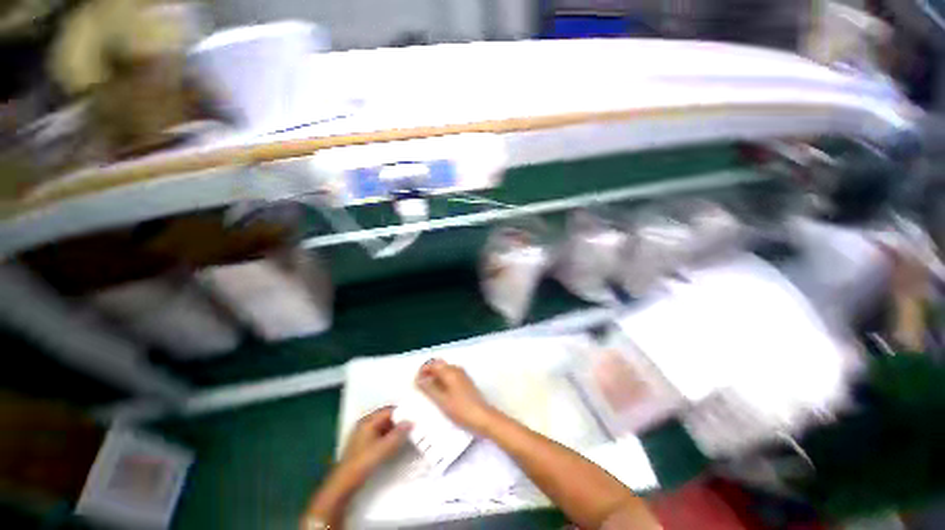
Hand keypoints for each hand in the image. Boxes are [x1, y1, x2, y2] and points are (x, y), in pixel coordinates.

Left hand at [338, 406, 411, 478]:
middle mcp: (365, 424)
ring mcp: (364, 435)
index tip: (415, 416)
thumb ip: (398, 434)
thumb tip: (411, 422)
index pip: (389, 410)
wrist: (344, 485)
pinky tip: (397, 443)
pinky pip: (381, 435)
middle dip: (399, 421)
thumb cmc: (363, 463)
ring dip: (395, 430)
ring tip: (409, 434)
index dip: (402, 412)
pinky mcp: (364, 445)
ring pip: (384, 427)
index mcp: (368, 421)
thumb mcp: (383, 448)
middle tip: (414, 424)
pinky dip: (390, 437)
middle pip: (386, 417)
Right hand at [416, 359, 496, 433]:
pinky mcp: (465, 382)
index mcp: (450, 372)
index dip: (423, 370)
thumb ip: (430, 388)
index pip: (433, 364)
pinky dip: (443, 380)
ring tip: (428, 390)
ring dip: (436, 377)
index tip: (416, 381)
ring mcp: (462, 375)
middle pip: (439, 365)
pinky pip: (451, 376)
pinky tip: (440, 392)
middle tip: (420, 386)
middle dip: (429, 373)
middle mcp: (456, 370)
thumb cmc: (461, 410)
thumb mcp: (442, 401)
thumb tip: (419, 379)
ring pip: (445, 370)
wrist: (482, 417)